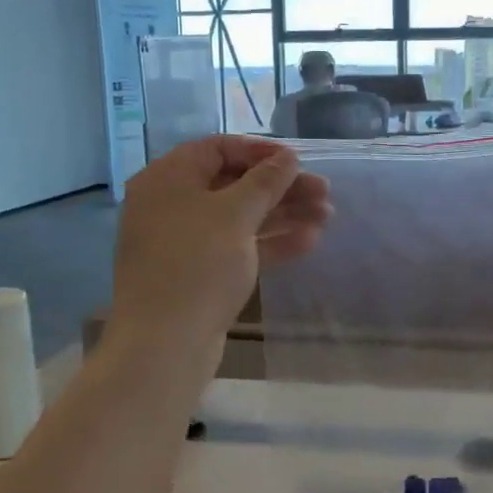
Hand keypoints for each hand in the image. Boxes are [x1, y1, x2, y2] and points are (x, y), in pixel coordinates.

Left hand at [112, 136, 331, 352]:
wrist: (165, 344)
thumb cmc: (197, 265)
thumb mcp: (236, 214)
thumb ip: (265, 181)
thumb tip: (287, 157)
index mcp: (168, 179)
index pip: (217, 148)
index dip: (260, 151)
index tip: (298, 160)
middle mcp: (172, 205)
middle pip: (233, 184)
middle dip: (280, 187)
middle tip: (324, 192)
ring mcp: (185, 242)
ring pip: (240, 218)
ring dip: (283, 214)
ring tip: (327, 216)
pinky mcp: (200, 274)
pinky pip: (238, 247)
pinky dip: (270, 242)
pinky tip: (308, 241)